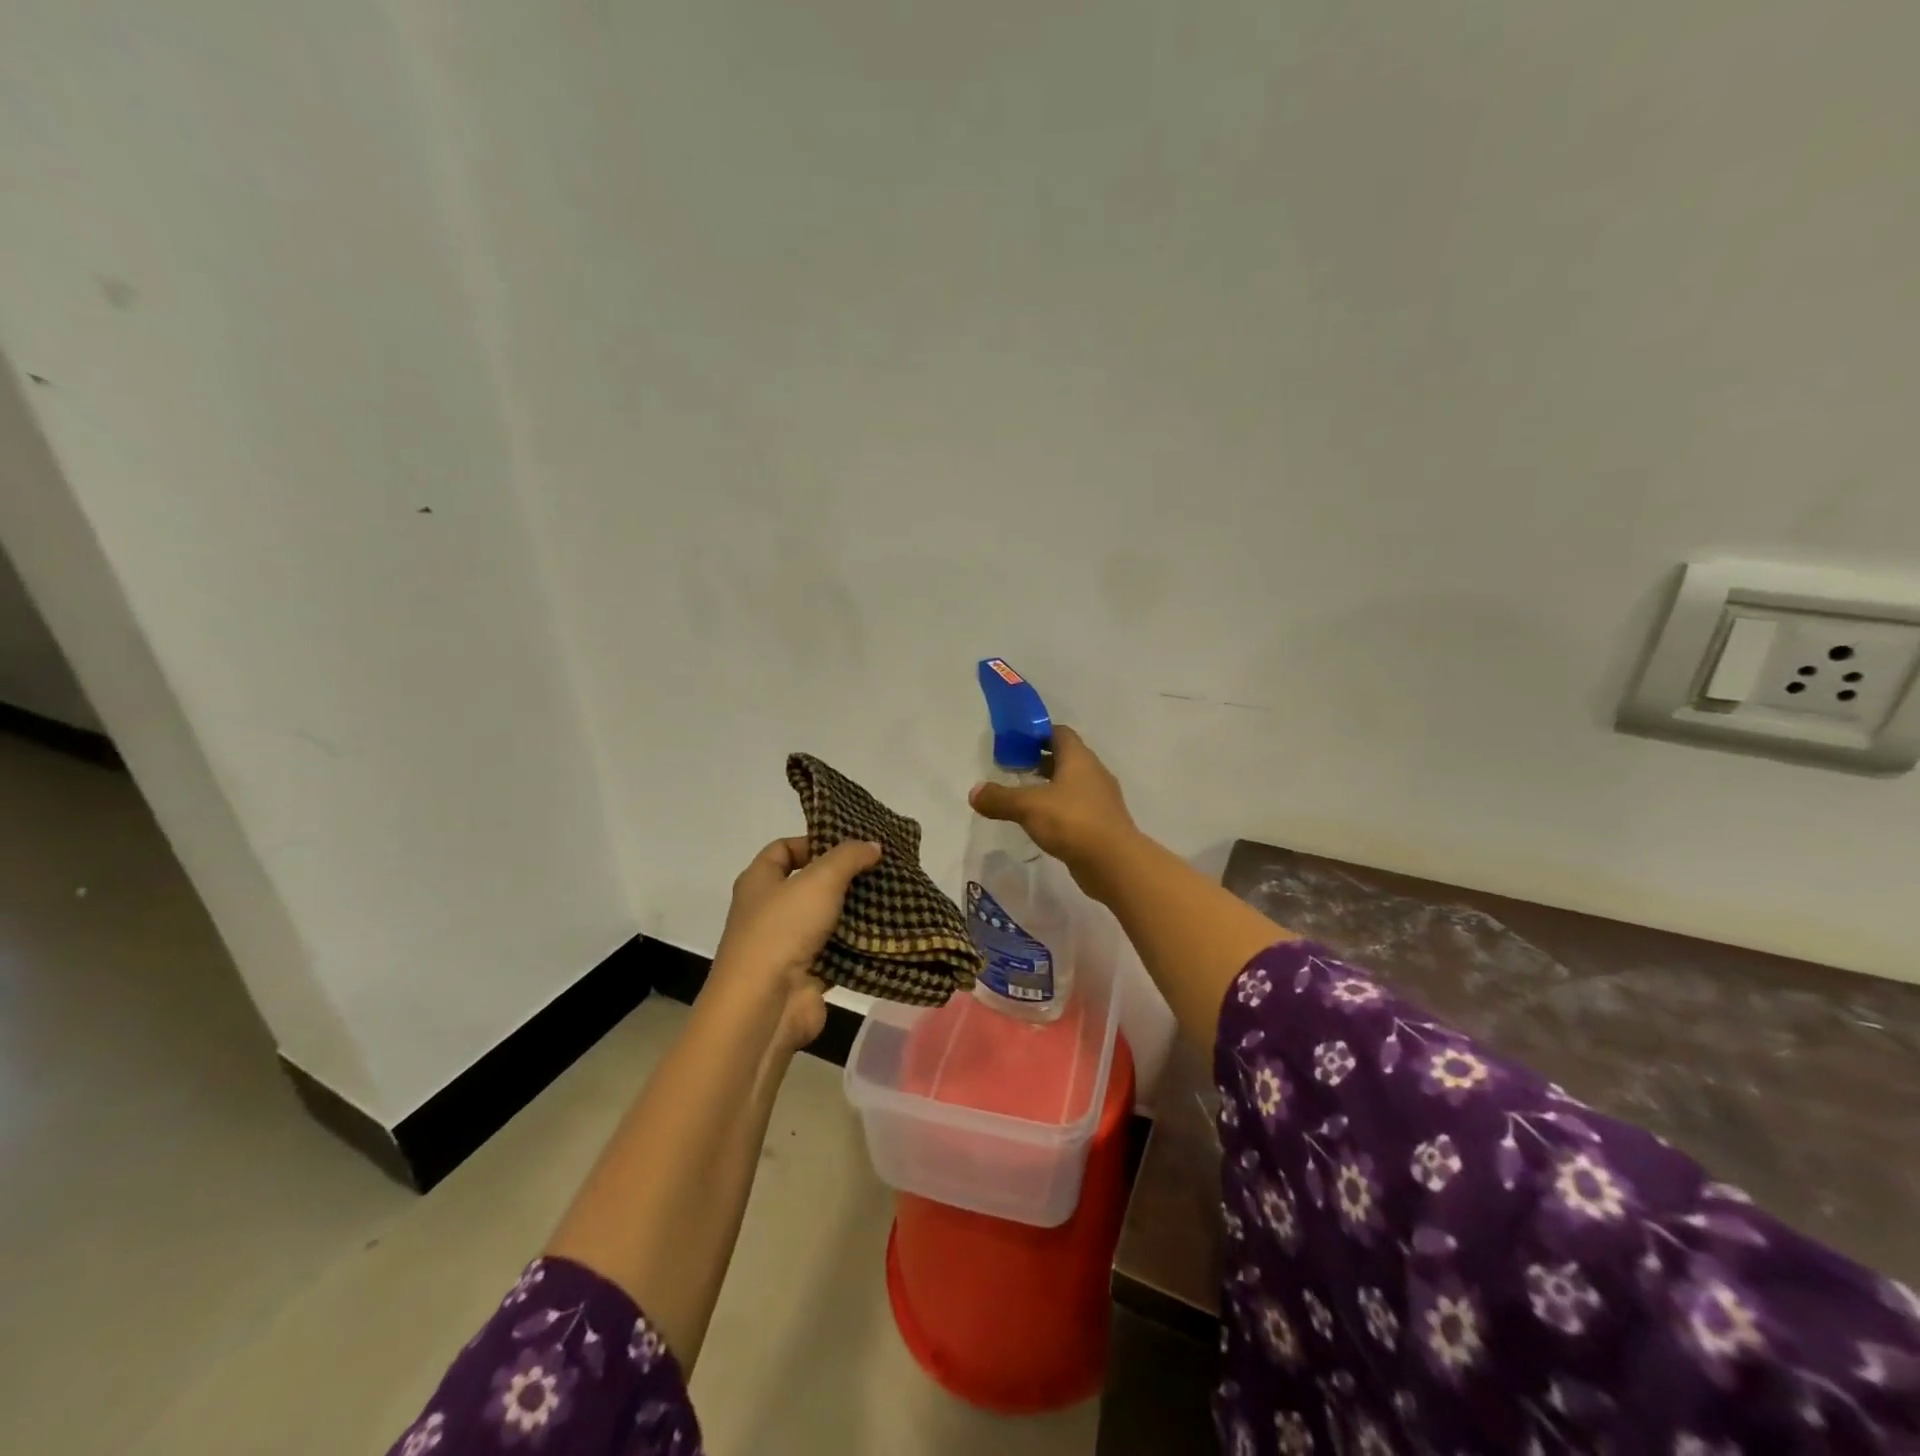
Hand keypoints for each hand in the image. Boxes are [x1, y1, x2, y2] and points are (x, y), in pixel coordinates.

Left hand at [709, 836, 881, 1051]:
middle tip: (881, 869)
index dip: (814, 841)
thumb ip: (848, 857)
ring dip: (854, 912)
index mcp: (759, 881)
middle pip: (808, 884)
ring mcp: (786, 945)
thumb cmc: (783, 930)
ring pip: (825, 919)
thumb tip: (873, 845)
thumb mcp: (819, 880)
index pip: (783, 849)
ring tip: (891, 898)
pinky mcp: (806, 974)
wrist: (765, 1006)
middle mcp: (768, 910)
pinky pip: (836, 952)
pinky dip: (857, 946)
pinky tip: (885, 933)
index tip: (851, 845)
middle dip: (843, 877)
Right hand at [968, 725, 1137, 894]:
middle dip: (1040, 760)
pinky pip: (1077, 807)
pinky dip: (1060, 808)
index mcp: (1079, 758)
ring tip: (1024, 797)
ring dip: (1051, 786)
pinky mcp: (1103, 823)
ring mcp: (1101, 799)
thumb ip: (1000, 798)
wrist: (1114, 862)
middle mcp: (1093, 772)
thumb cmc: (1071, 821)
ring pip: (1072, 784)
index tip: (1015, 743)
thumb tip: (974, 792)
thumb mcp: (1028, 806)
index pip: (1059, 733)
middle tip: (1014, 769)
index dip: (1037, 734)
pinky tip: (1043, 822)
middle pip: (1066, 757)